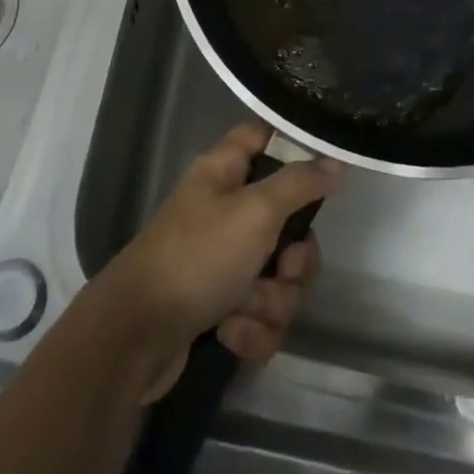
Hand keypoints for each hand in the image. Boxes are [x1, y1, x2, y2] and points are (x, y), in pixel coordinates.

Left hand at [96, 123, 341, 398]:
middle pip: (287, 223)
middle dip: (294, 260)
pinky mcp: (220, 308)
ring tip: (245, 309)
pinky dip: (251, 330)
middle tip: (284, 268)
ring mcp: (221, 262)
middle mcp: (224, 212)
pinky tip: (229, 335)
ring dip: (271, 302)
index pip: (262, 137)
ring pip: (279, 277)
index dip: (293, 147)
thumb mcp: (255, 211)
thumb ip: (299, 184)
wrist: (138, 336)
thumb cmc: (198, 256)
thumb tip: (335, 162)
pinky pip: (259, 315)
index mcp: (224, 174)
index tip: (324, 169)